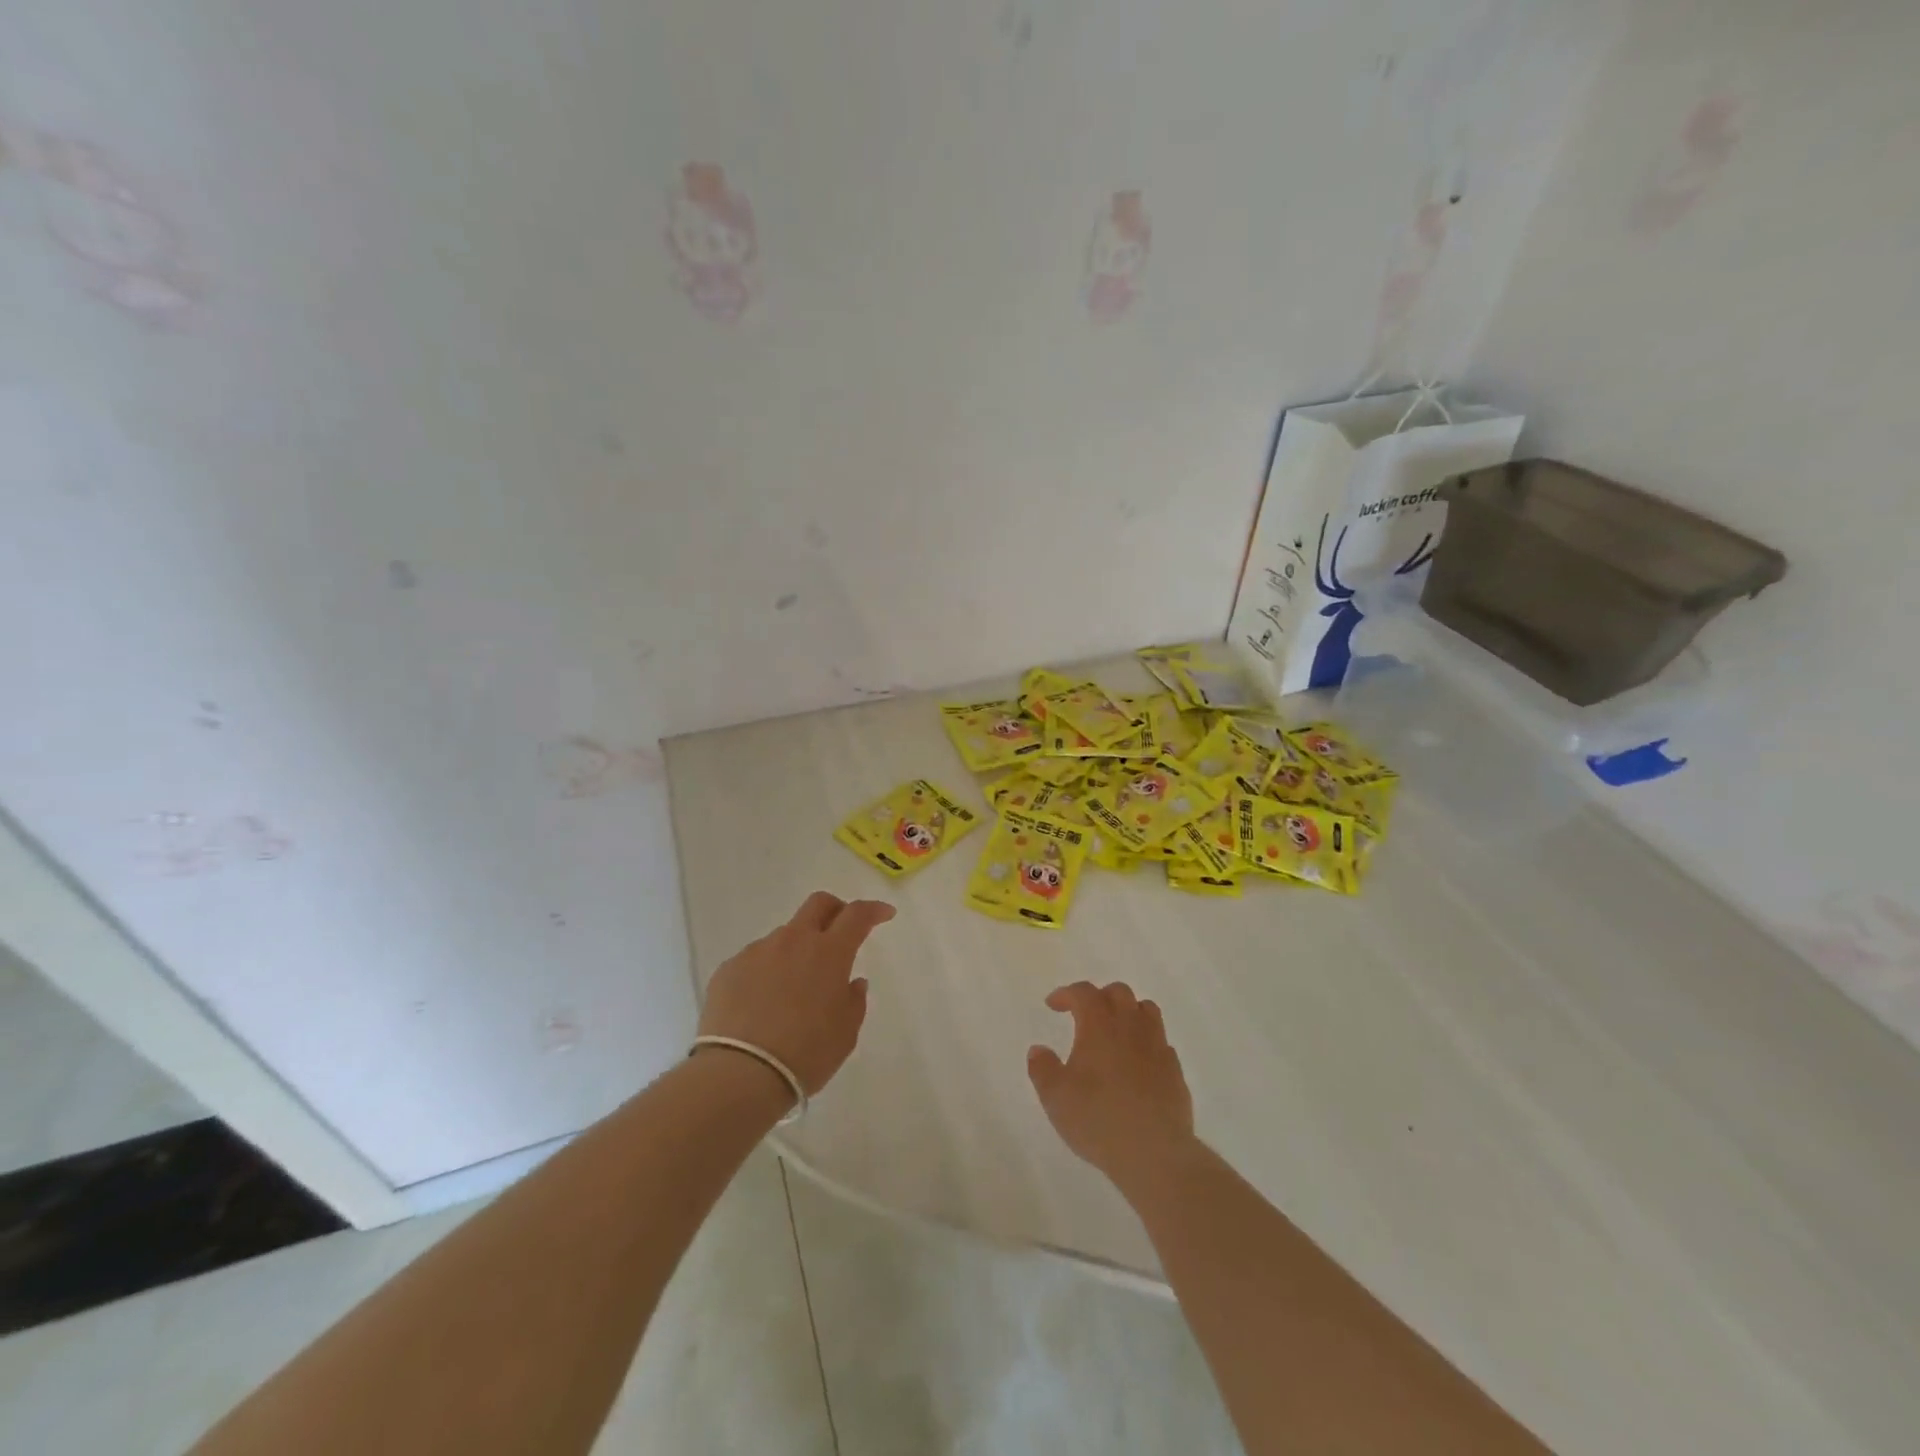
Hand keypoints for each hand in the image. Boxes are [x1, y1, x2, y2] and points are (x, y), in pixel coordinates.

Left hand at [697, 891, 893, 1097]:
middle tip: (841, 930)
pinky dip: (766, 972)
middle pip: (818, 904)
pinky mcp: (729, 968)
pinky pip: (755, 961)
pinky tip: (762, 1004)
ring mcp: (758, 951)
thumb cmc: (806, 1054)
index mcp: (829, 952)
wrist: (740, 1074)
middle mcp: (793, 941)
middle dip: (835, 909)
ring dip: (796, 950)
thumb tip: (852, 982)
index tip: (884, 914)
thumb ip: (854, 1001)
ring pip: (784, 936)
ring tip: (793, 989)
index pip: (857, 915)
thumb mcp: (845, 1034)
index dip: (873, 910)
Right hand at [1028, 981, 1196, 1193]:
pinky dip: (1147, 1043)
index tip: (1053, 1005)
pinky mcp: (1175, 1071)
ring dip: (1128, 1012)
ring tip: (1115, 1032)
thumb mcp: (1056, 1097)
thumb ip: (1042, 1069)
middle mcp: (1131, 1026)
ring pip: (1147, 1010)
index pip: (1084, 992)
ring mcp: (1157, 1046)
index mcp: (1099, 1025)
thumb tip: (1038, 1050)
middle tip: (1085, 1015)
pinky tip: (1137, 1063)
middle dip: (1099, 997)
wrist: (1155, 1153)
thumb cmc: (1098, 1119)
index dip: (1066, 994)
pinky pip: (1161, 1042)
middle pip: (1119, 992)